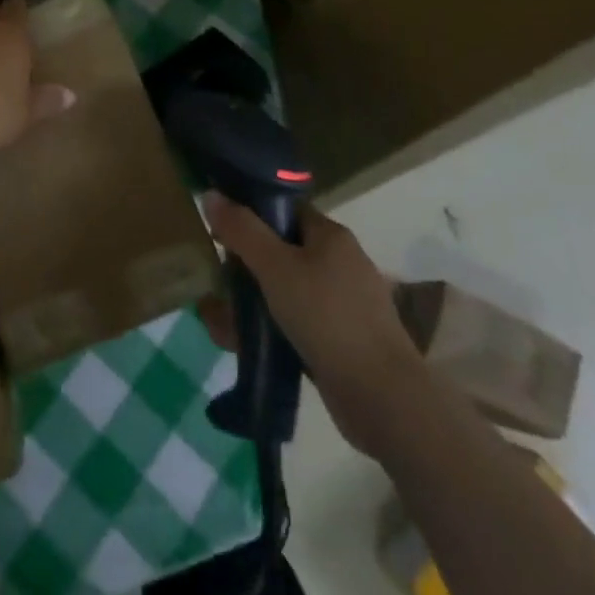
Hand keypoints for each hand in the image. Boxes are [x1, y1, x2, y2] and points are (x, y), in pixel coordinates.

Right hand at [199, 195, 422, 457]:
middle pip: (282, 251)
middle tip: (216, 282)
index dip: (251, 215)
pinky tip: (244, 345)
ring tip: (219, 321)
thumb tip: (210, 194)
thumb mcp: (275, 267)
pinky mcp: (342, 342)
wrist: (383, 399)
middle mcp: (340, 263)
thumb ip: (242, 230)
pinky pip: (298, 324)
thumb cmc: (327, 318)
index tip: (219, 232)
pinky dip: (271, 330)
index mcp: (330, 235)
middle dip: (246, 267)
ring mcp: (344, 305)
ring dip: (253, 303)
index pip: (285, 210)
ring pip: (287, 291)